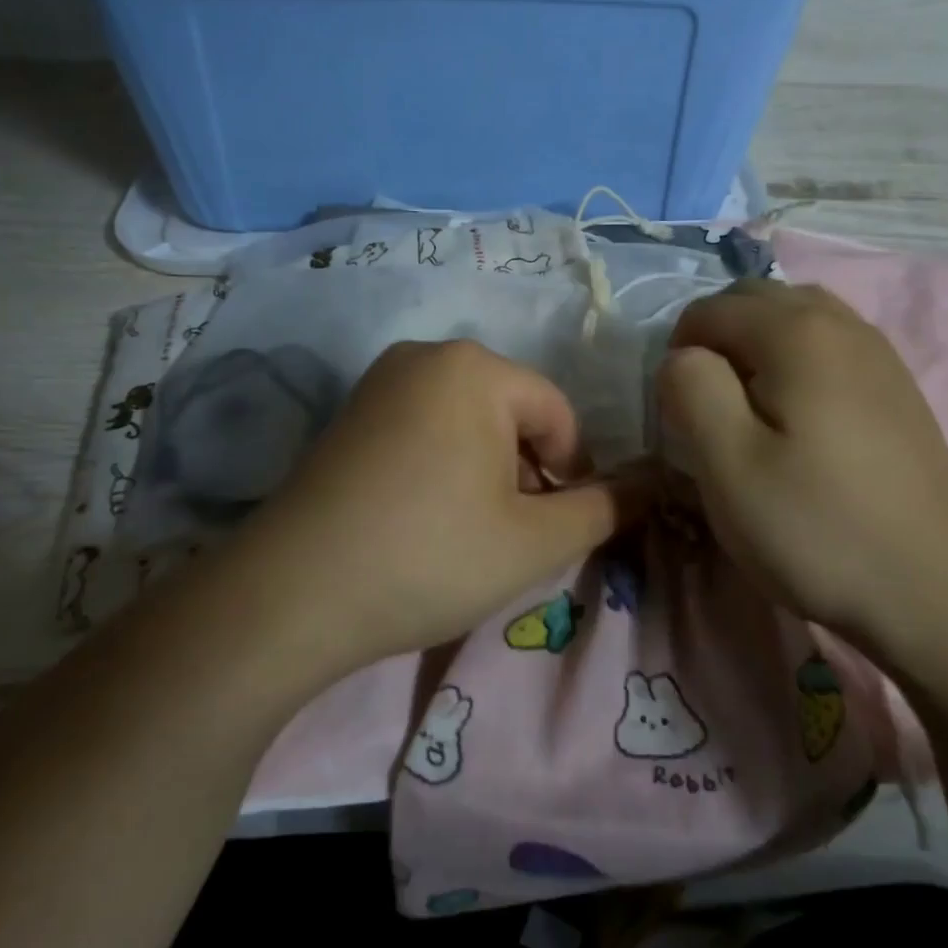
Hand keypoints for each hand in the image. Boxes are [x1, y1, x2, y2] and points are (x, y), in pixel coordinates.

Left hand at [225, 339, 635, 671]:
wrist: (293, 592)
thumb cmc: (431, 555)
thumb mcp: (535, 542)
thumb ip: (606, 509)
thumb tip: (654, 486)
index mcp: (475, 367)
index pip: (559, 415)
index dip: (571, 476)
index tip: (553, 530)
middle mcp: (424, 355)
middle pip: (510, 414)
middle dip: (525, 473)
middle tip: (509, 537)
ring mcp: (378, 382)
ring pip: (465, 423)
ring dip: (485, 473)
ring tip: (465, 534)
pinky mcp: (346, 415)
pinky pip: (421, 429)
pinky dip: (440, 468)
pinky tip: (421, 520)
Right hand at [658, 280, 947, 652]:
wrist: (938, 593)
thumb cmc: (818, 528)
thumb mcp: (727, 462)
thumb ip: (690, 388)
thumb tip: (683, 358)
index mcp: (797, 332)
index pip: (709, 310)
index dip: (678, 354)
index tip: (681, 416)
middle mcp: (842, 324)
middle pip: (755, 299)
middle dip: (715, 339)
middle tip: (706, 408)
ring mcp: (879, 354)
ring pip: (794, 318)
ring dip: (755, 347)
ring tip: (746, 409)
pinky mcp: (896, 388)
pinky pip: (828, 346)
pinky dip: (793, 362)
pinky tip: (795, 420)